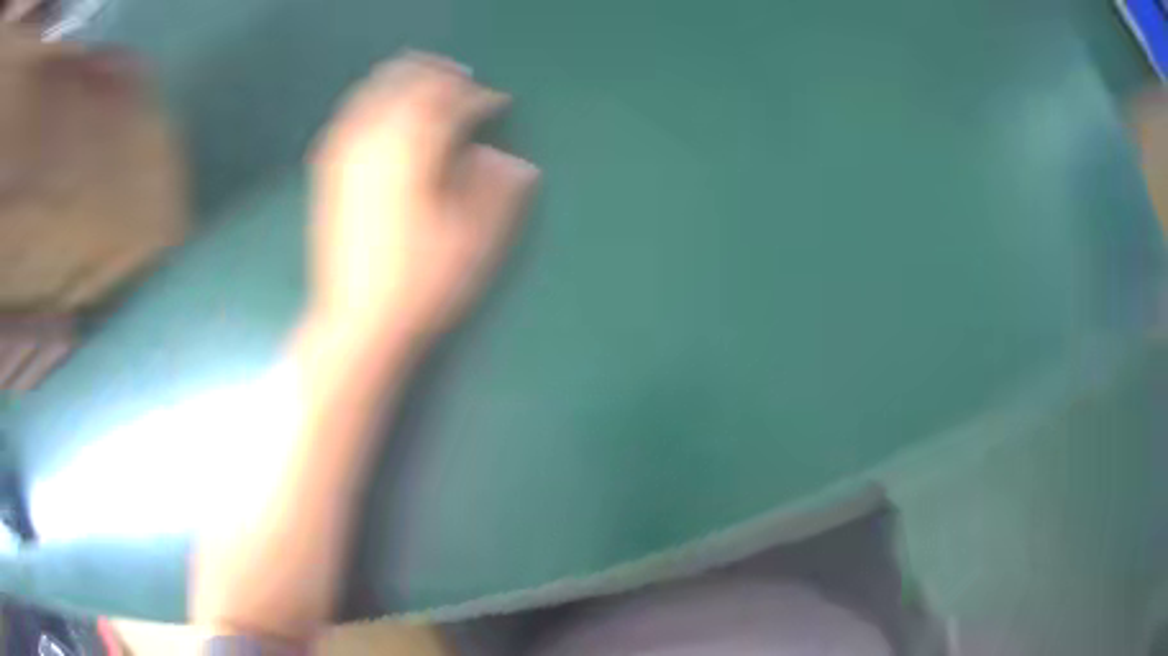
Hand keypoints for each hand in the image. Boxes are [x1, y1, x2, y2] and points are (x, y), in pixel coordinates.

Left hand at [309, 52, 538, 344]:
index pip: (453, 107)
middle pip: (410, 88)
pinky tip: (375, 105)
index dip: (480, 99)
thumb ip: (495, 190)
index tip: (498, 100)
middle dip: (439, 76)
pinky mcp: (328, 174)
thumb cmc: (420, 284)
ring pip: (374, 95)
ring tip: (421, 75)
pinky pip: (347, 118)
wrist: (359, 322)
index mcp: (415, 154)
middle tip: (461, 76)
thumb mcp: (472, 241)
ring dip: (401, 79)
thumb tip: (511, 159)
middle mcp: (376, 144)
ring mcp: (346, 157)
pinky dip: (366, 101)